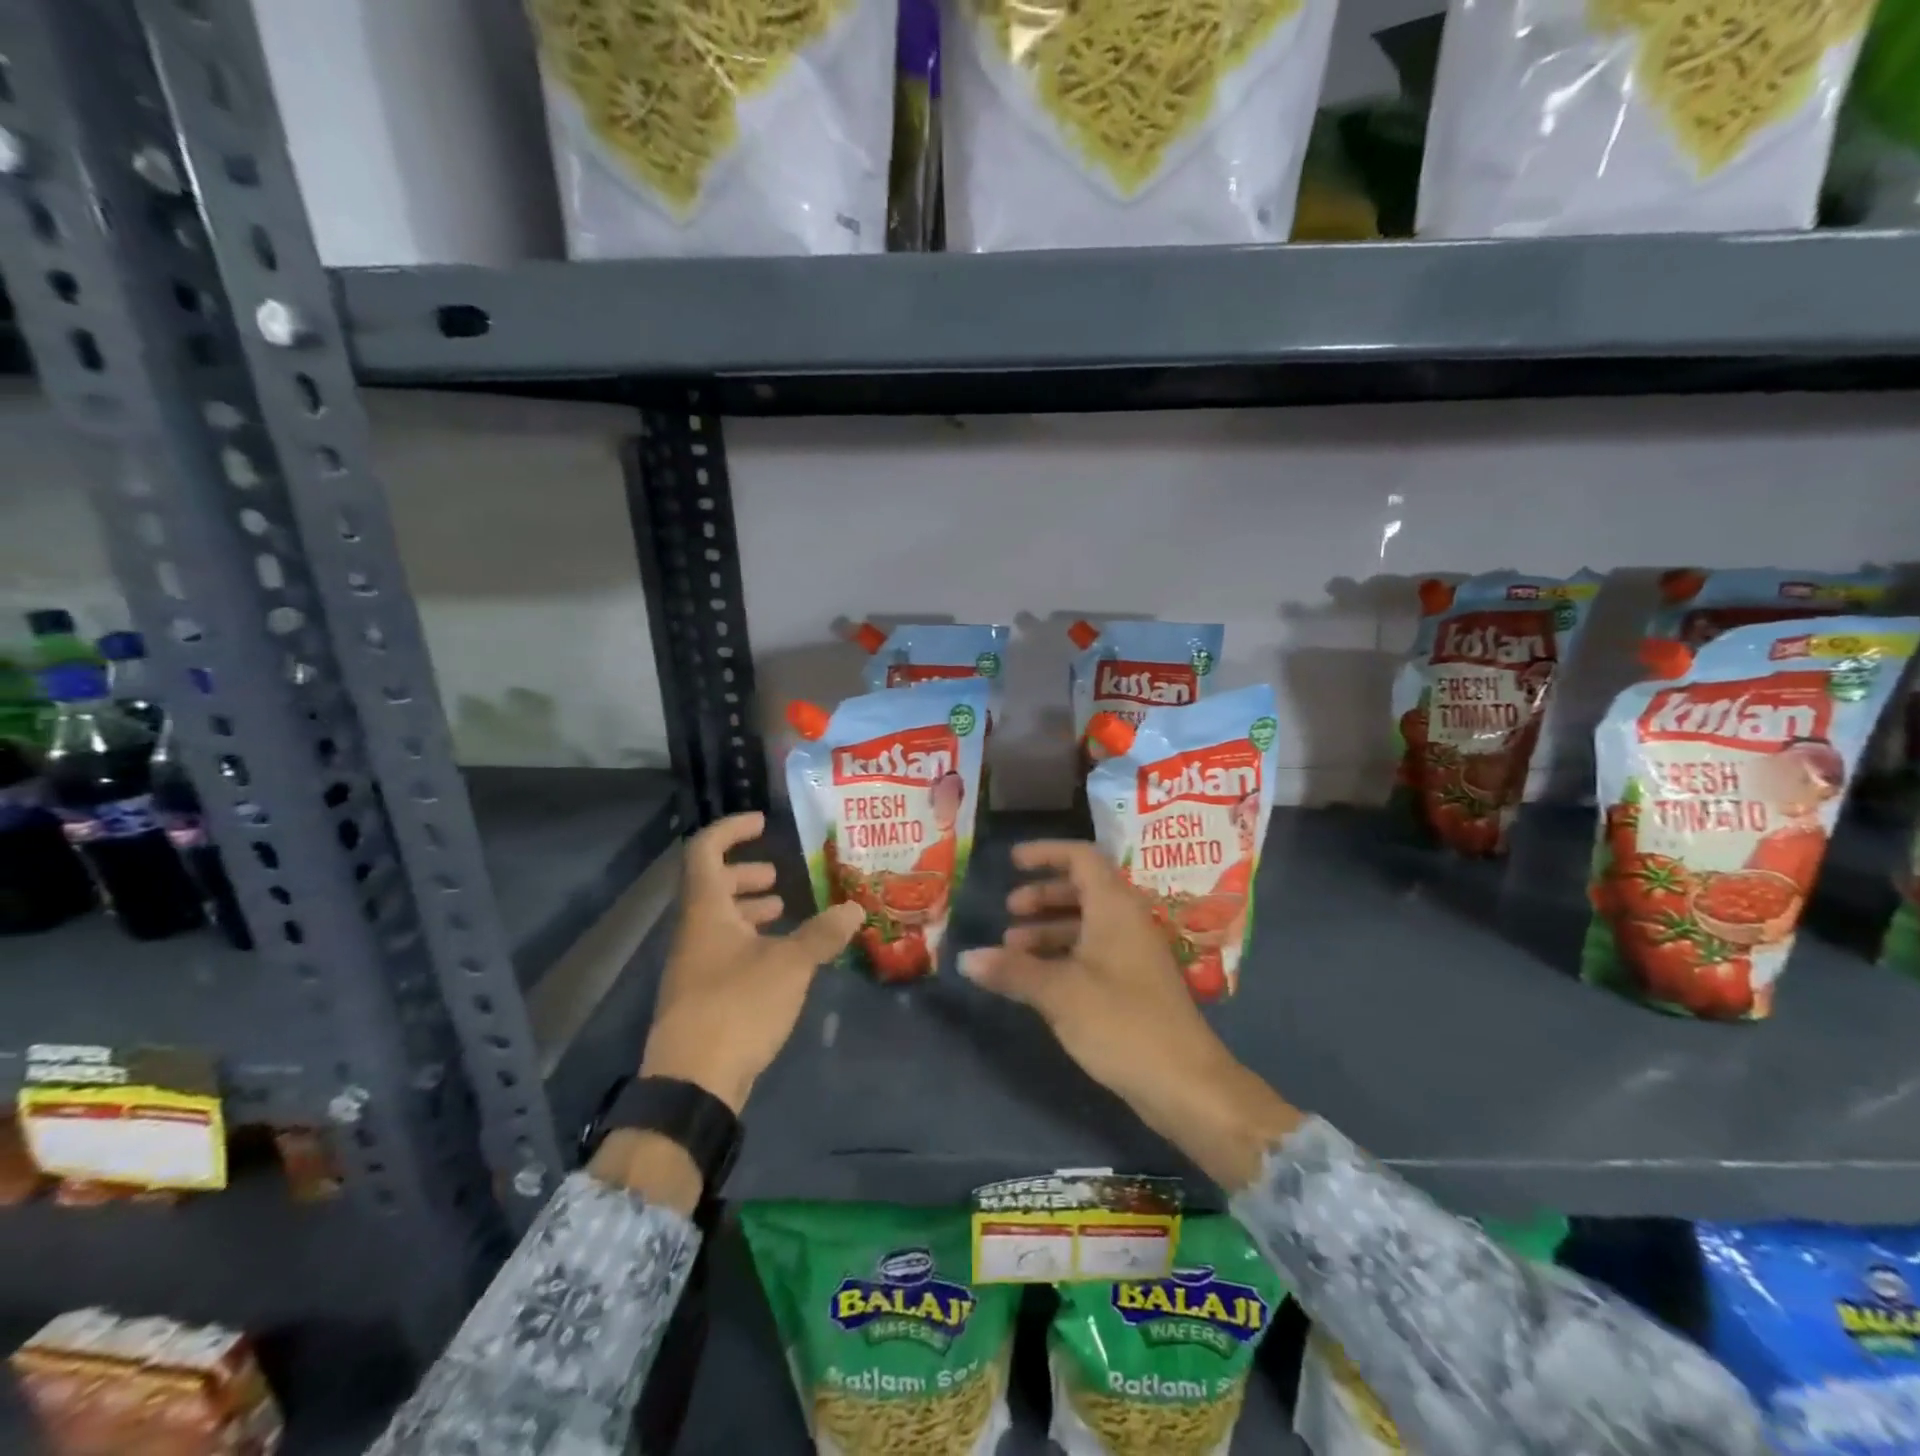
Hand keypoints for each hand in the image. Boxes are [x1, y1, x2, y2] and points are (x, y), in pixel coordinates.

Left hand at [640, 812, 863, 1114]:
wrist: (692, 1083)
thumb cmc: (738, 1006)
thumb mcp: (790, 965)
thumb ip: (823, 934)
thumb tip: (856, 907)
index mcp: (706, 911)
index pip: (705, 851)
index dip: (731, 830)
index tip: (763, 823)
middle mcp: (693, 932)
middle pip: (711, 886)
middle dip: (745, 874)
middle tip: (777, 876)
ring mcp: (693, 966)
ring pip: (718, 921)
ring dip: (748, 909)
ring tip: (784, 910)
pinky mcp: (701, 996)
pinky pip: (724, 950)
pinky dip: (750, 940)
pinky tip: (780, 957)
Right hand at [959, 840, 1300, 1188]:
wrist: (1185, 1083)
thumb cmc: (1122, 1023)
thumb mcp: (1059, 993)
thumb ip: (1012, 971)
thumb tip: (965, 958)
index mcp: (1115, 907)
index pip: (1081, 857)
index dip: (1046, 853)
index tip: (1012, 861)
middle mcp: (1127, 921)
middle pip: (1082, 889)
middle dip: (1042, 895)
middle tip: (1008, 912)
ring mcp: (1134, 954)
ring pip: (1086, 924)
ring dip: (1049, 929)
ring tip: (1012, 950)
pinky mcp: (1134, 985)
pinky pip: (1093, 952)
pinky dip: (1063, 954)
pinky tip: (1037, 978)